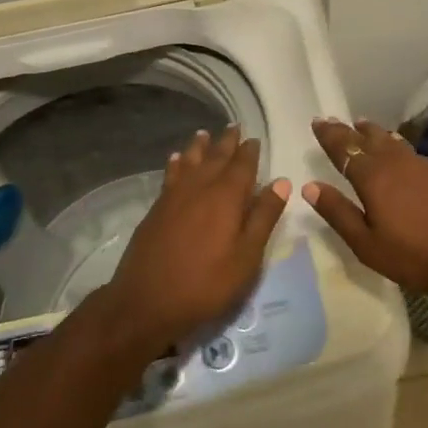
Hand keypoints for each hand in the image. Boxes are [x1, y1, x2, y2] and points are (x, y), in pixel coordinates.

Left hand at [104, 126, 289, 348]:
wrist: (147, 301)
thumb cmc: (206, 283)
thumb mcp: (247, 257)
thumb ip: (263, 217)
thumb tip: (281, 182)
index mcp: (226, 196)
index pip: (242, 165)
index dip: (249, 151)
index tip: (254, 139)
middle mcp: (200, 187)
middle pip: (215, 157)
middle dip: (226, 142)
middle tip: (233, 127)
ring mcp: (174, 196)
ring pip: (189, 161)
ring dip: (198, 147)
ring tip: (203, 134)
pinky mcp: (156, 208)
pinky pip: (170, 175)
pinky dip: (175, 163)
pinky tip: (175, 160)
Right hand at [303, 117, 427, 298]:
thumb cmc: (415, 256)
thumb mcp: (367, 244)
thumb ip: (338, 213)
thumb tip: (310, 187)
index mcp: (372, 177)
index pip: (344, 148)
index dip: (329, 135)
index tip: (317, 122)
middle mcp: (396, 162)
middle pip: (368, 138)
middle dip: (349, 130)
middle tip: (336, 121)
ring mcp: (424, 164)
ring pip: (393, 141)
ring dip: (375, 133)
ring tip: (365, 126)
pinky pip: (412, 152)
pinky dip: (398, 147)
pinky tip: (400, 153)